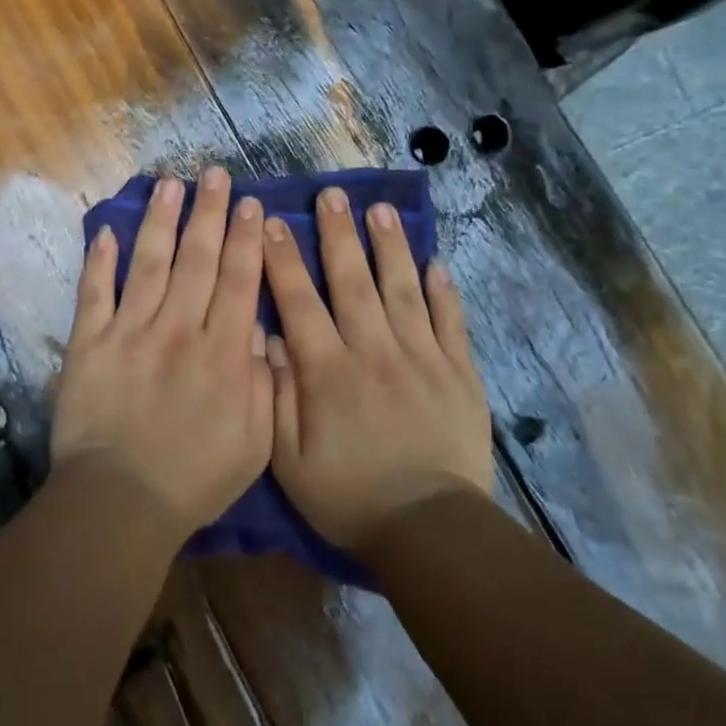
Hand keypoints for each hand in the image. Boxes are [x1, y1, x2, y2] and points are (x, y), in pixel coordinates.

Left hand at [51, 168, 272, 540]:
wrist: (120, 502)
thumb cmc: (194, 478)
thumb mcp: (255, 442)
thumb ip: (262, 382)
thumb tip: (258, 330)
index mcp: (221, 352)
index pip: (237, 281)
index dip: (245, 239)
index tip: (250, 204)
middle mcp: (178, 329)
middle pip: (197, 260)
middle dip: (209, 213)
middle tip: (214, 174)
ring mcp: (130, 332)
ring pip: (149, 264)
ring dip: (160, 221)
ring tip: (170, 184)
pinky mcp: (89, 343)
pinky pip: (95, 293)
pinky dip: (99, 261)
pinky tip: (105, 229)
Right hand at [263, 186, 495, 550]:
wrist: (429, 531)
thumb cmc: (348, 497)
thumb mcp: (289, 460)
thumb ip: (275, 396)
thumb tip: (268, 340)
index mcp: (328, 371)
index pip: (299, 302)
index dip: (283, 259)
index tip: (274, 221)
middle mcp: (373, 351)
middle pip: (353, 281)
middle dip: (339, 234)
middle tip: (332, 194)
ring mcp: (421, 358)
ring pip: (402, 289)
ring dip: (389, 247)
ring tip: (380, 210)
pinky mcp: (458, 373)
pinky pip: (450, 322)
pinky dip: (443, 291)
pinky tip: (436, 262)